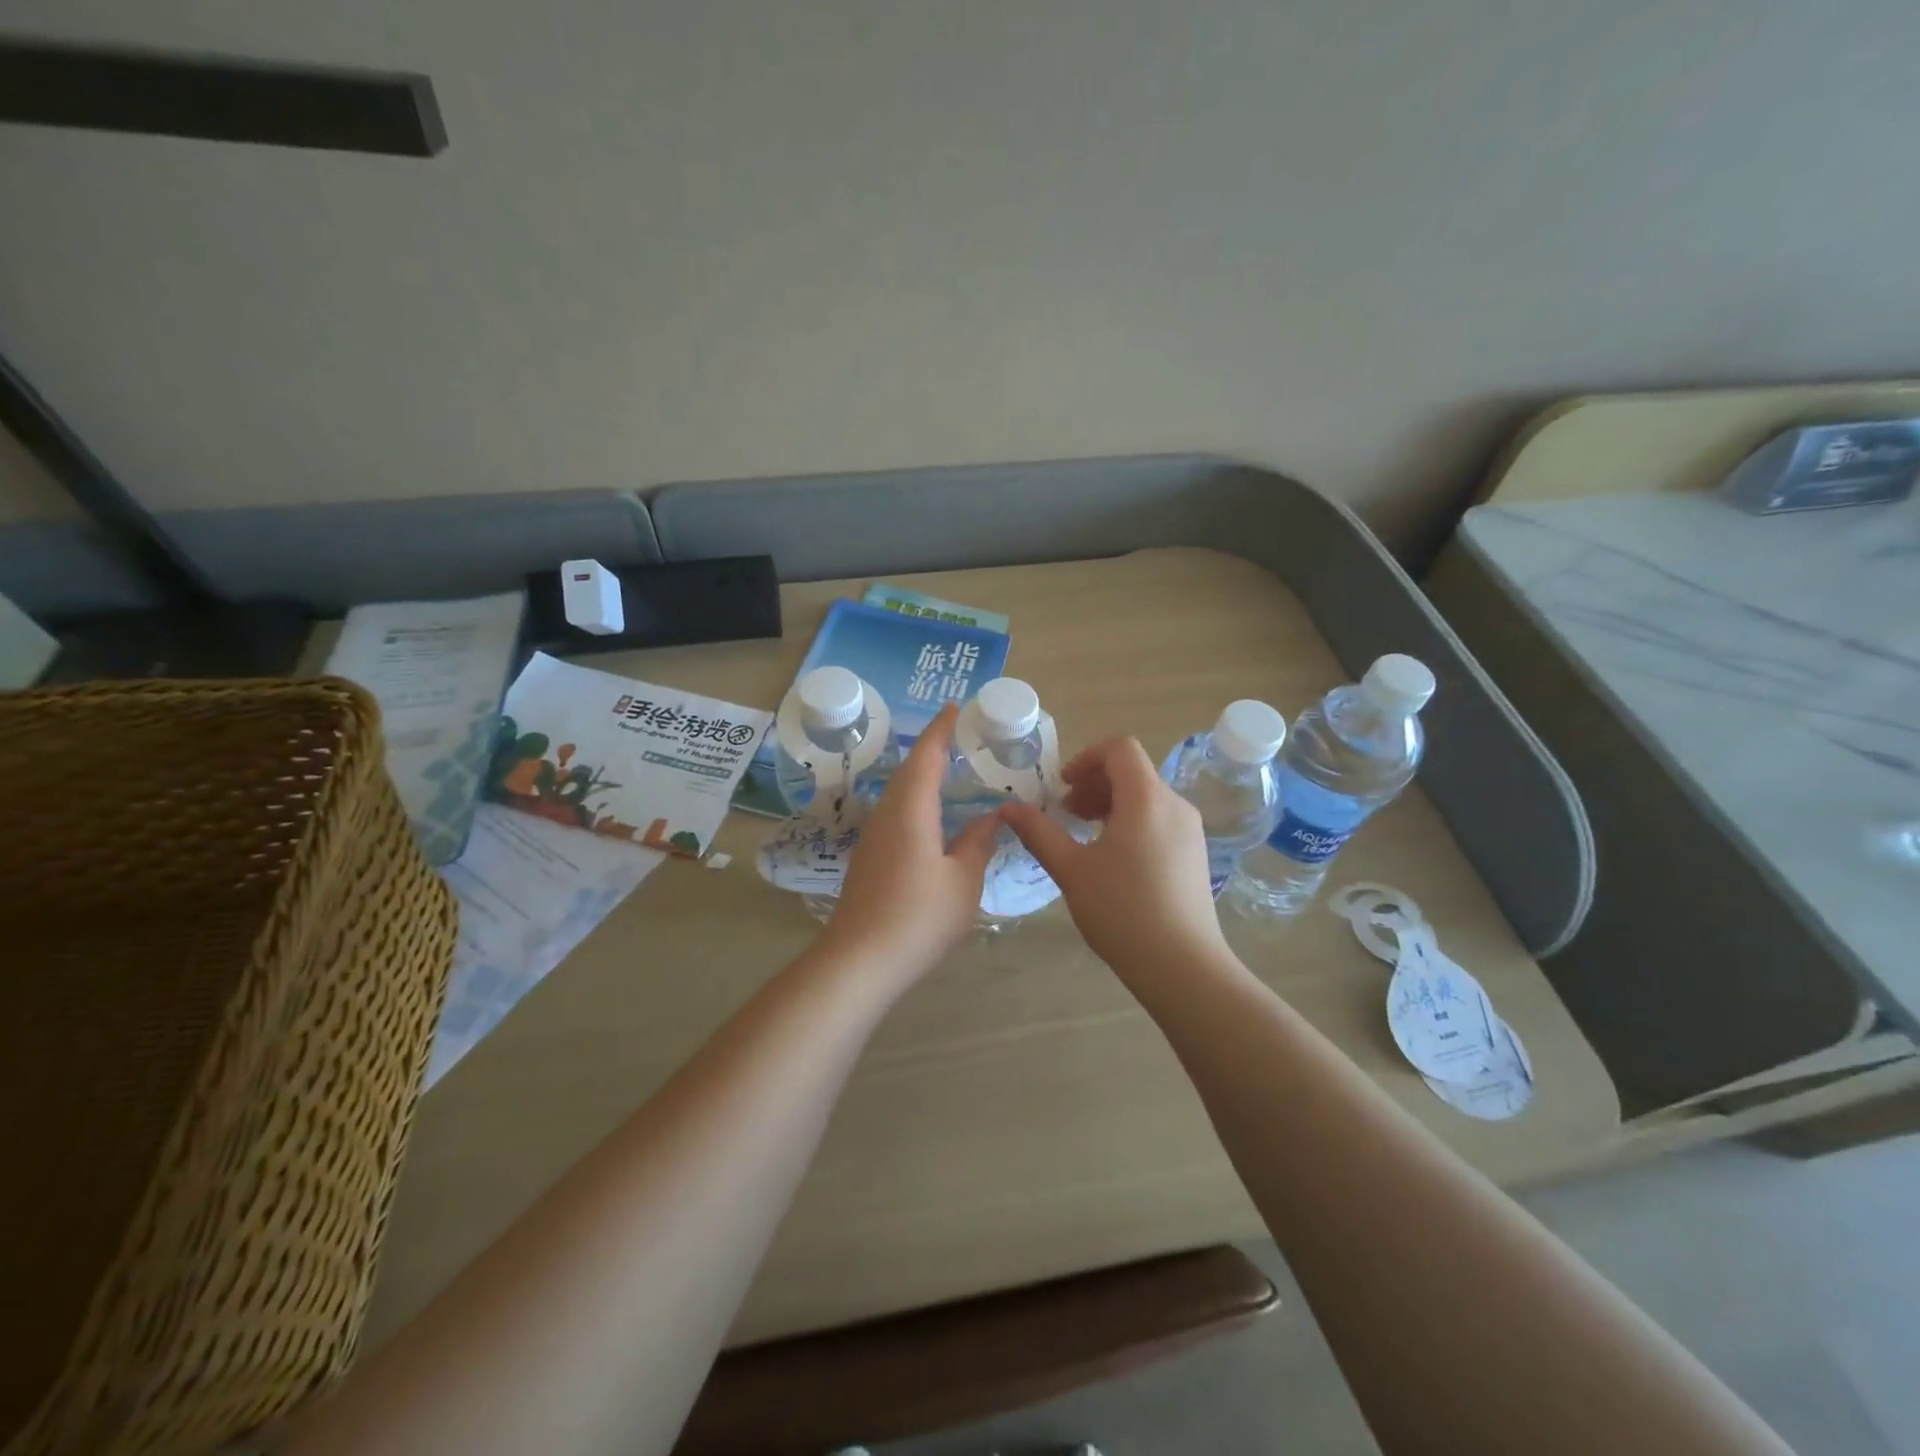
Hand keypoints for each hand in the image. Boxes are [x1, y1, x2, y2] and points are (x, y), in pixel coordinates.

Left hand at [819, 703, 997, 986]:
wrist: (860, 960)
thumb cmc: (919, 916)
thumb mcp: (963, 881)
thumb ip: (978, 843)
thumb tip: (991, 817)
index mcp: (912, 809)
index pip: (927, 755)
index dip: (941, 729)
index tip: (955, 706)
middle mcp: (888, 813)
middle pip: (909, 769)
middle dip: (932, 748)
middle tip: (959, 736)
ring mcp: (873, 836)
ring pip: (899, 792)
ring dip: (922, 774)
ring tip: (949, 770)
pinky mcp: (868, 857)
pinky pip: (896, 812)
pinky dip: (916, 800)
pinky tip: (931, 816)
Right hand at [999, 736, 1227, 980]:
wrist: (1182, 966)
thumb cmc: (1122, 911)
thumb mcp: (1072, 870)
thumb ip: (1039, 833)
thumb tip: (1007, 808)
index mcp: (1146, 798)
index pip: (1120, 748)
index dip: (1086, 757)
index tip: (1062, 786)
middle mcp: (1174, 804)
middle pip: (1133, 771)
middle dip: (1094, 783)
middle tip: (1065, 813)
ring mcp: (1190, 830)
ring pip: (1146, 796)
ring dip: (1110, 803)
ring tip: (1084, 835)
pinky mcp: (1195, 853)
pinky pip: (1159, 819)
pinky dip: (1131, 821)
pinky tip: (1113, 858)